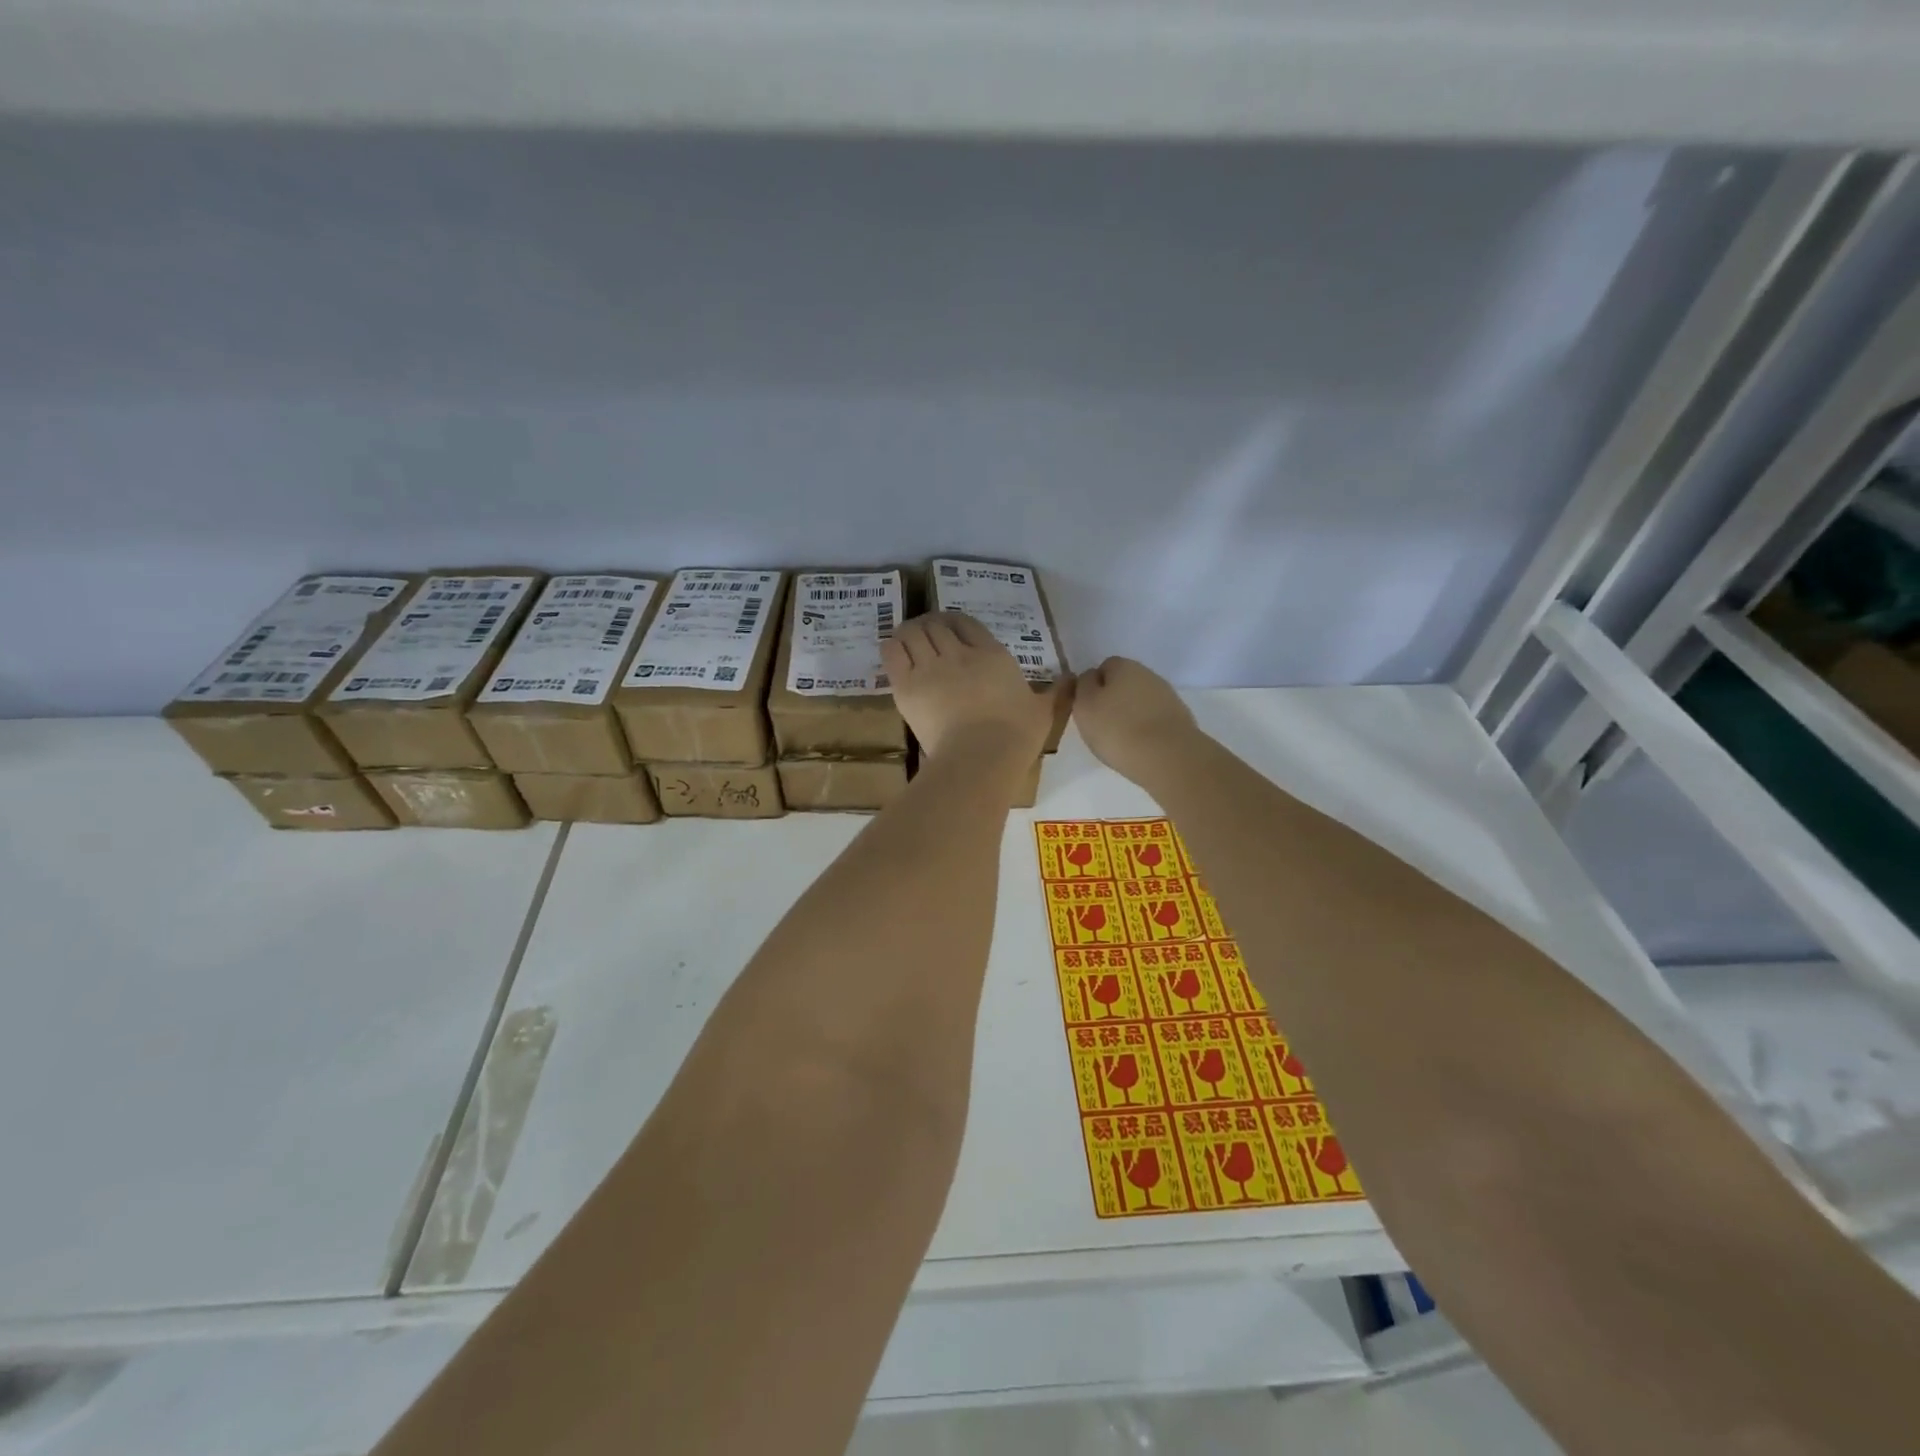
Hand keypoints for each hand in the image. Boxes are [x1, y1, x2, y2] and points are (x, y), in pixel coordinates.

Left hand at [881, 612, 1059, 761]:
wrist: (980, 757)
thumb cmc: (1015, 736)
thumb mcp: (1044, 712)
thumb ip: (1057, 693)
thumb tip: (1073, 679)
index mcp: (992, 656)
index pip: (966, 623)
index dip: (955, 622)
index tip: (951, 630)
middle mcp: (959, 654)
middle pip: (936, 623)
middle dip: (929, 624)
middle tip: (926, 635)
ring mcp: (930, 667)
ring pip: (912, 632)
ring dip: (909, 631)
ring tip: (908, 639)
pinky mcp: (906, 685)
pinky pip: (893, 651)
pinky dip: (892, 646)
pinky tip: (895, 651)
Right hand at [1072, 657, 1200, 787]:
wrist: (1167, 756)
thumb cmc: (1117, 728)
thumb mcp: (1084, 705)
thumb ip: (1083, 686)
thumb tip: (1091, 678)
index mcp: (1123, 665)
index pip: (1104, 667)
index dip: (1093, 686)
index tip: (1088, 708)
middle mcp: (1148, 675)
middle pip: (1124, 684)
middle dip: (1113, 700)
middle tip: (1102, 725)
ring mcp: (1168, 697)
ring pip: (1140, 702)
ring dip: (1131, 715)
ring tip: (1121, 740)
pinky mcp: (1180, 719)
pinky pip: (1155, 719)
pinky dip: (1146, 729)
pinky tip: (1140, 747)